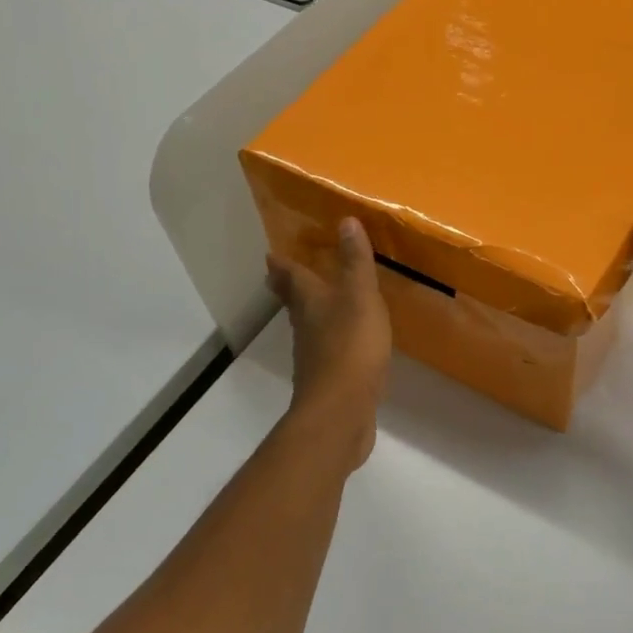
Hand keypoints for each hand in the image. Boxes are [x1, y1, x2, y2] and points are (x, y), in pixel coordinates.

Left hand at [268, 218, 391, 466]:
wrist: (341, 411)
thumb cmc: (350, 347)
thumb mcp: (360, 296)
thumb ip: (355, 261)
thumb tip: (345, 221)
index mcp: (311, 302)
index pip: (291, 276)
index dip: (283, 264)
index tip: (272, 254)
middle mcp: (306, 327)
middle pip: (294, 302)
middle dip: (290, 287)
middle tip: (285, 275)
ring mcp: (315, 357)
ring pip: (309, 327)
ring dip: (311, 314)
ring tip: (322, 303)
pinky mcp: (329, 381)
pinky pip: (329, 352)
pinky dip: (333, 341)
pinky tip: (347, 344)